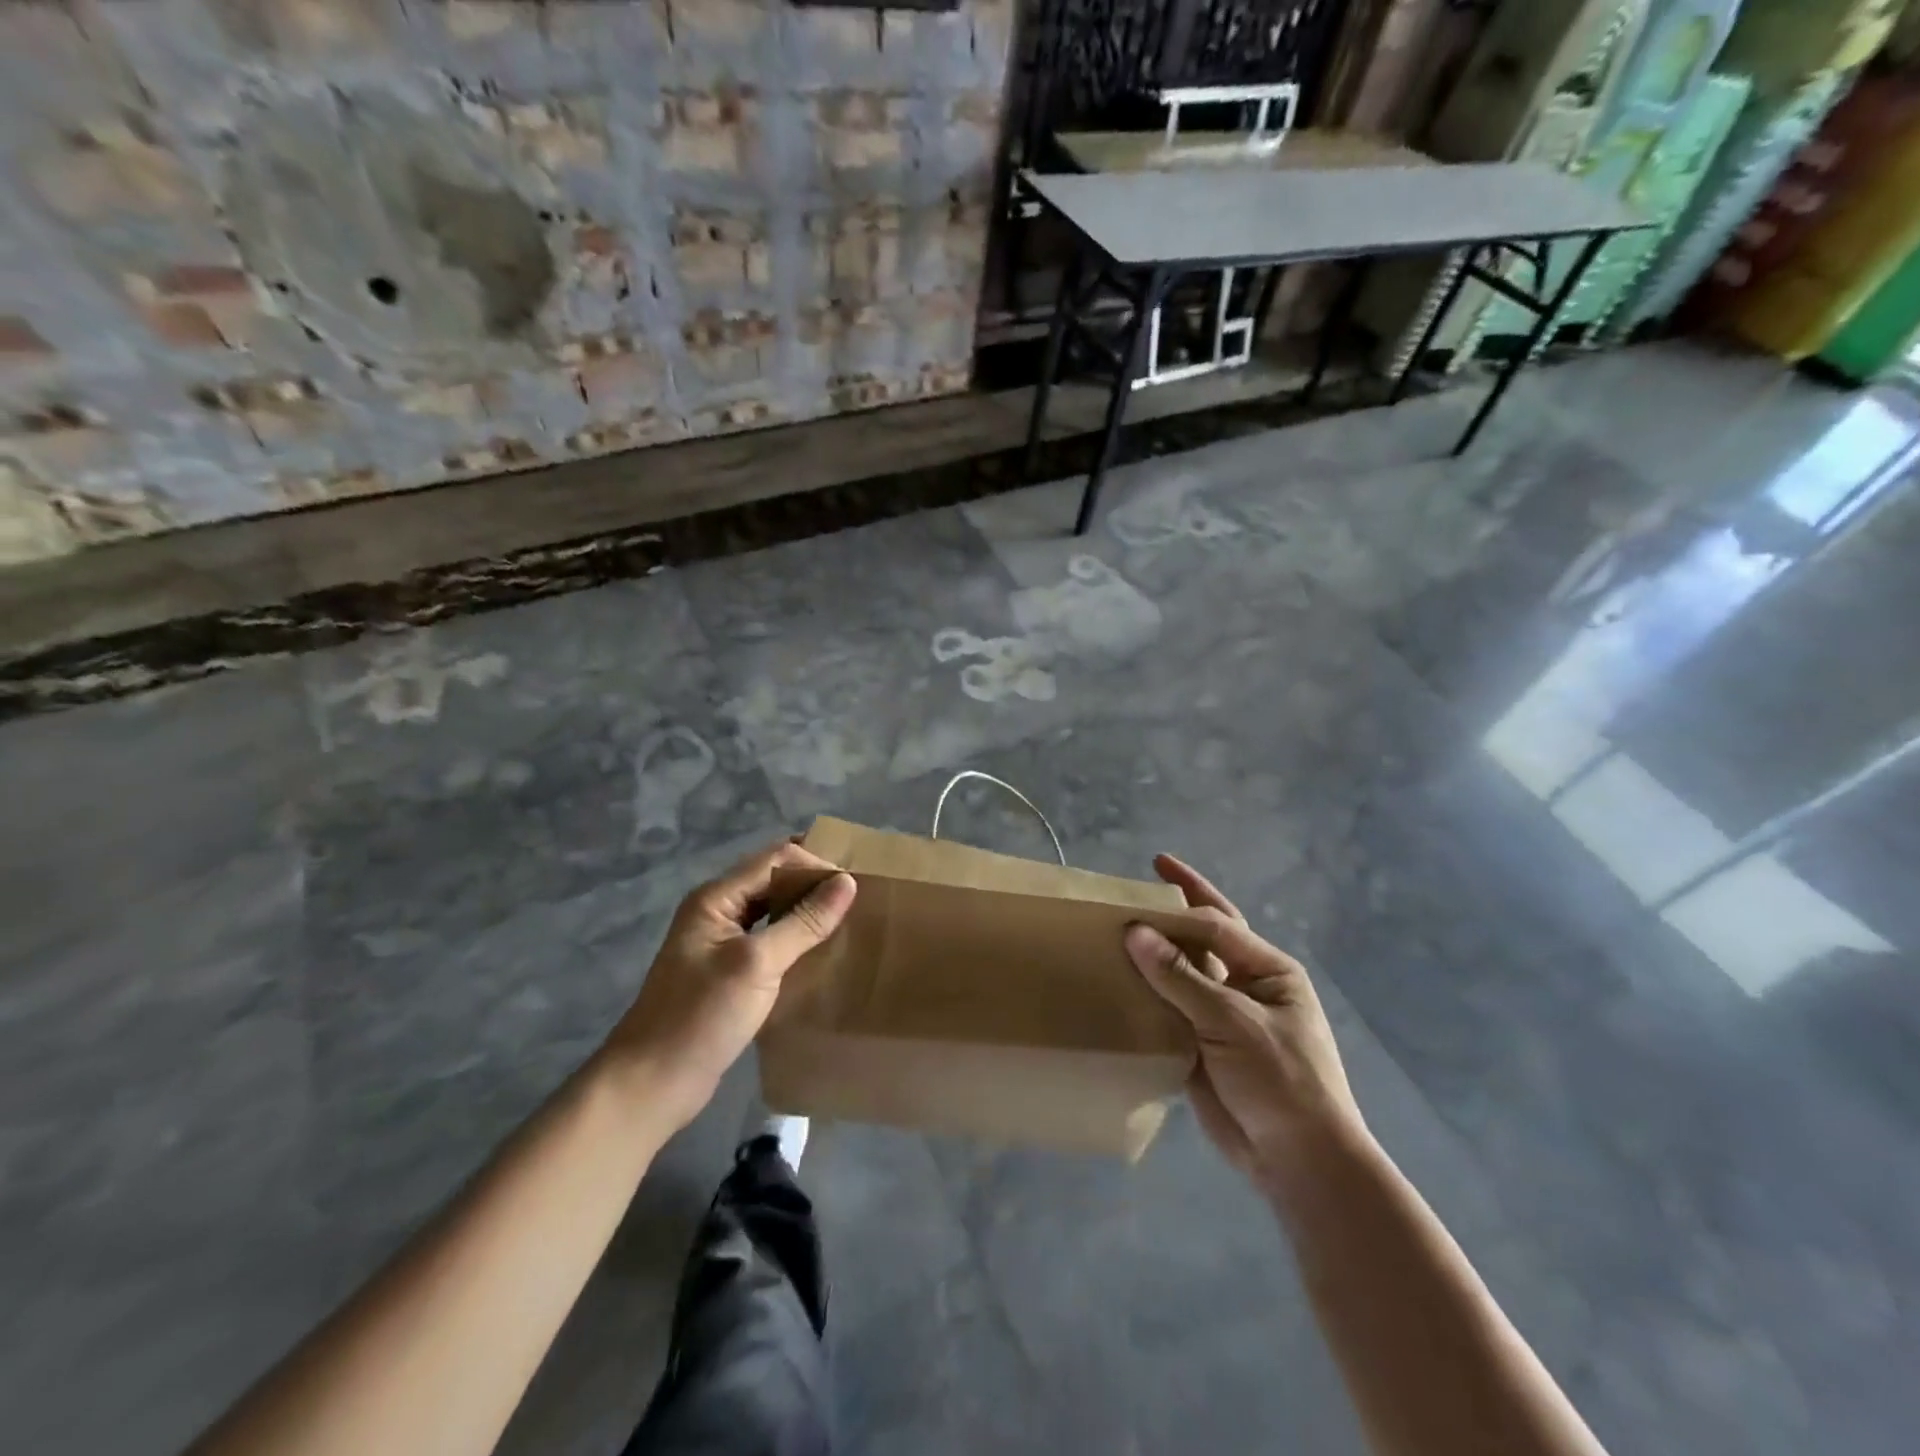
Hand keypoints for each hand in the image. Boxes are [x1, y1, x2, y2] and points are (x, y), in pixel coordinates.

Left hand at [604, 839, 856, 1130]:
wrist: (651, 1084)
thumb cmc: (701, 1017)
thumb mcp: (757, 964)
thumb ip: (803, 922)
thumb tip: (847, 882)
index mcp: (716, 898)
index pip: (775, 859)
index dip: (815, 865)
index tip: (855, 886)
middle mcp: (717, 911)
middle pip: (773, 880)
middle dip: (813, 884)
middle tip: (859, 899)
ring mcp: (720, 943)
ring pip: (773, 911)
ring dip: (806, 912)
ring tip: (848, 921)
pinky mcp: (728, 973)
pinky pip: (769, 941)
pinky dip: (796, 939)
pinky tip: (822, 952)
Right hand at [1125, 855, 1365, 1186]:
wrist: (1299, 1163)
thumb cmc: (1281, 1079)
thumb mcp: (1232, 1021)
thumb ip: (1181, 976)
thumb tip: (1135, 931)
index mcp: (1268, 970)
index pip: (1218, 923)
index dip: (1183, 898)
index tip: (1144, 881)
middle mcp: (1245, 987)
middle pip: (1200, 941)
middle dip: (1170, 915)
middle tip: (1131, 890)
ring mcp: (1222, 1018)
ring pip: (1180, 977)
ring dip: (1151, 958)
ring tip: (1112, 935)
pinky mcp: (1202, 1048)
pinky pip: (1167, 1012)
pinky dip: (1144, 998)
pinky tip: (1115, 986)